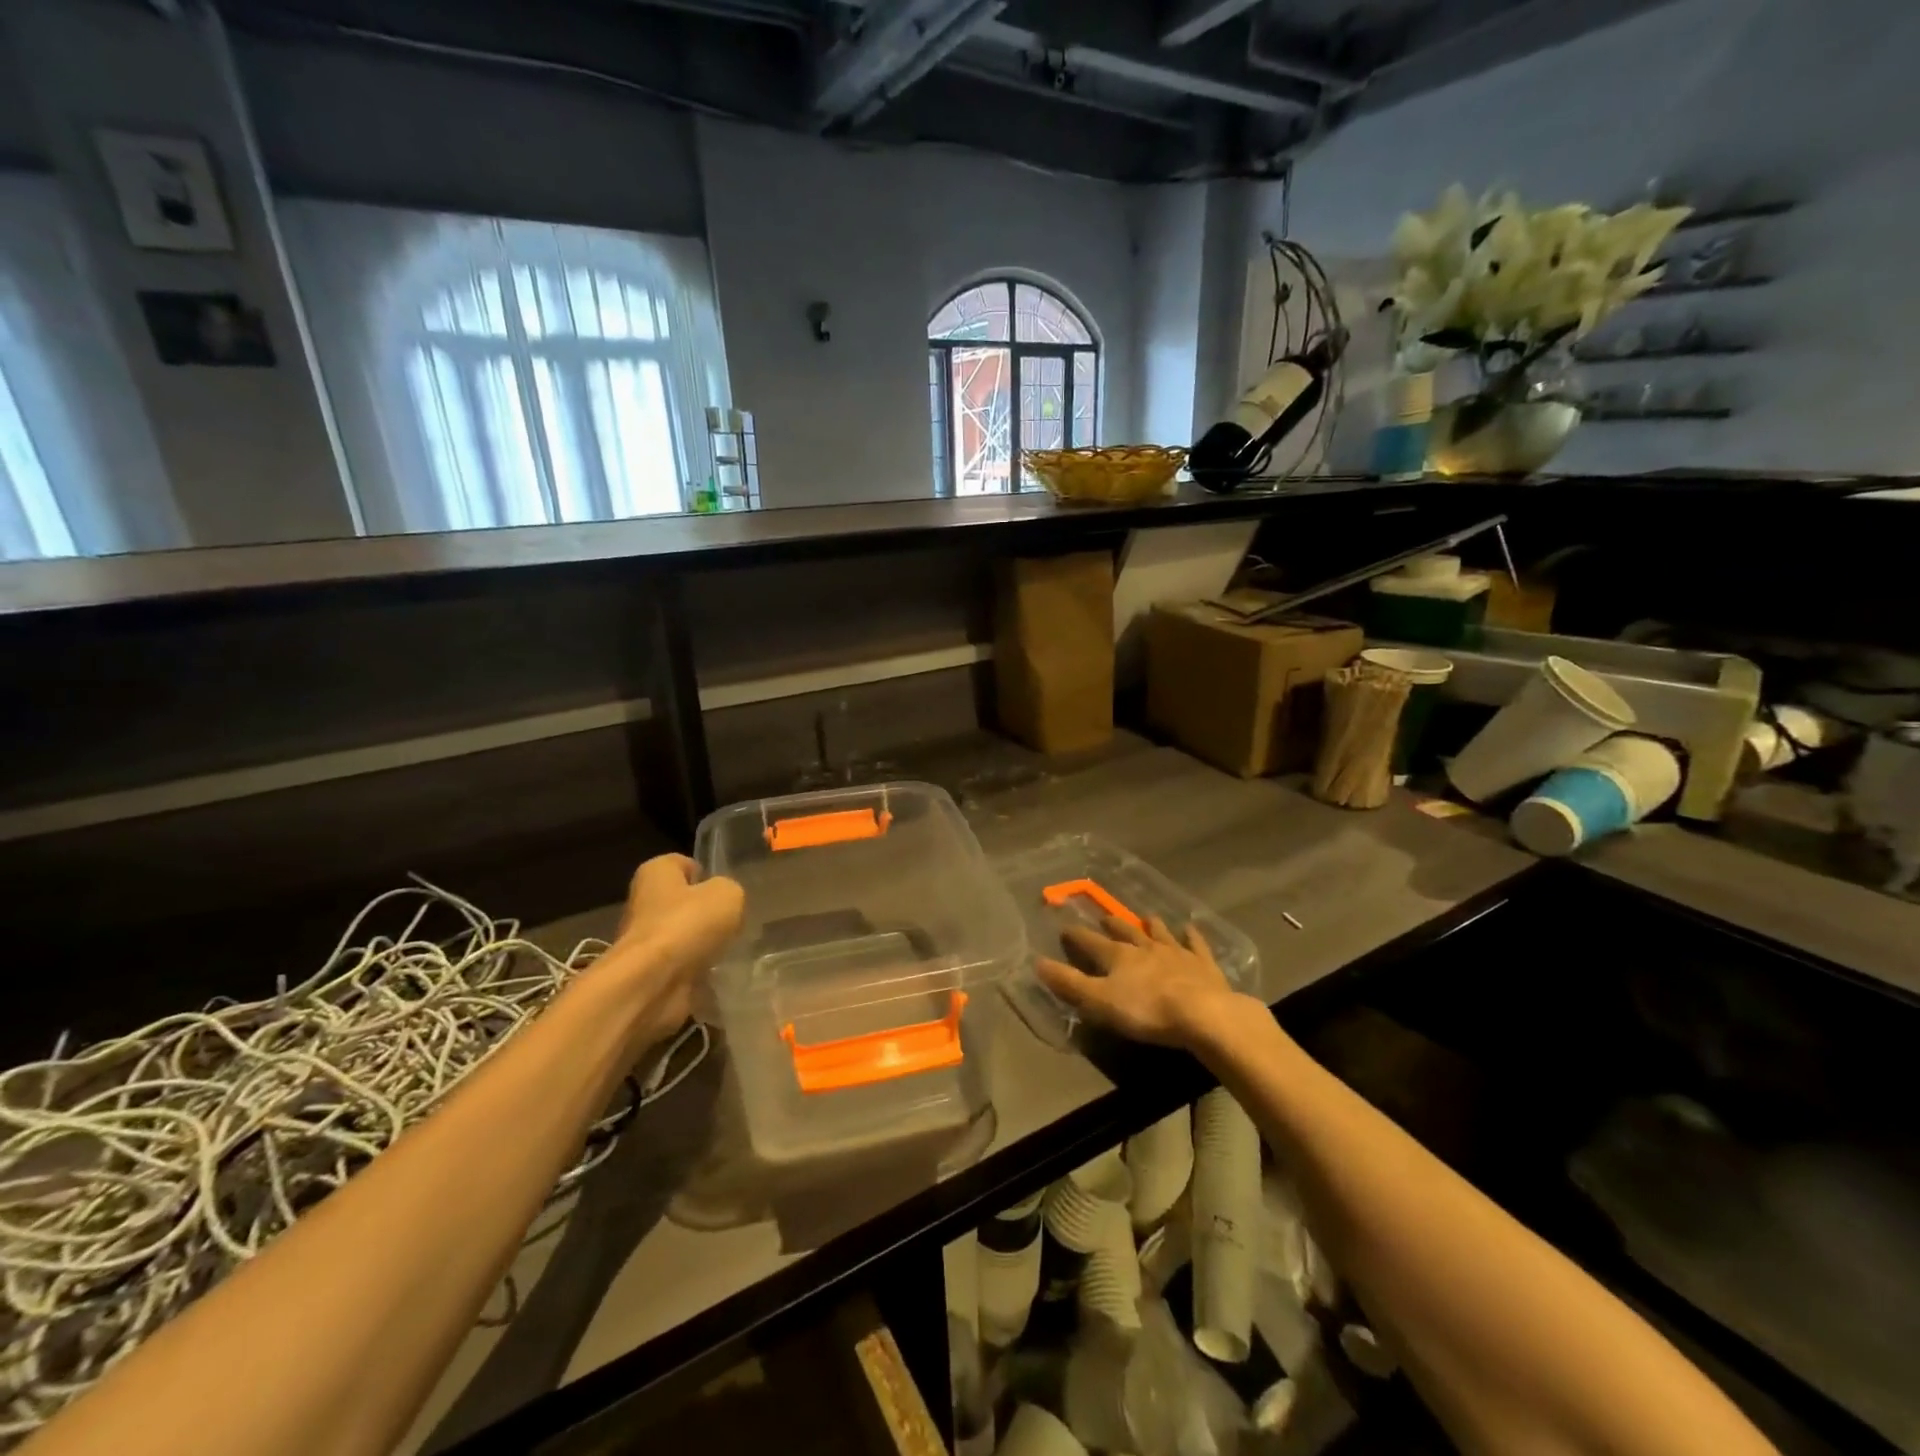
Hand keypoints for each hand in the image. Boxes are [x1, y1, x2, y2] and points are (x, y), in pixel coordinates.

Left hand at [606, 854, 743, 1049]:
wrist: (652, 984)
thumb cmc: (687, 925)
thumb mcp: (727, 894)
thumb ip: (731, 892)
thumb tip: (726, 904)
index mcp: (656, 873)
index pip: (684, 865)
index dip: (707, 875)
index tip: (726, 893)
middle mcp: (645, 902)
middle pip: (685, 903)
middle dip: (709, 914)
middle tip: (735, 922)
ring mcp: (646, 940)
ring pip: (686, 936)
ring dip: (706, 944)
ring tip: (730, 949)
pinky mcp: (651, 972)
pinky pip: (684, 965)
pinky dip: (700, 970)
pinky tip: (719, 972)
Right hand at [1035, 915, 1246, 1050]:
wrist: (1202, 1013)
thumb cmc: (1146, 1010)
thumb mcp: (1099, 1001)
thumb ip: (1069, 983)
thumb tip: (1037, 962)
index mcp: (1118, 957)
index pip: (1091, 942)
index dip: (1076, 936)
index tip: (1065, 928)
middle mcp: (1145, 947)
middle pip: (1125, 932)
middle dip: (1113, 925)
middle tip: (1105, 917)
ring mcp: (1176, 952)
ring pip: (1160, 934)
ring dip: (1151, 926)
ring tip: (1147, 917)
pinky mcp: (1202, 964)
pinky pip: (1195, 944)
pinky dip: (1191, 935)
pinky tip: (1190, 928)